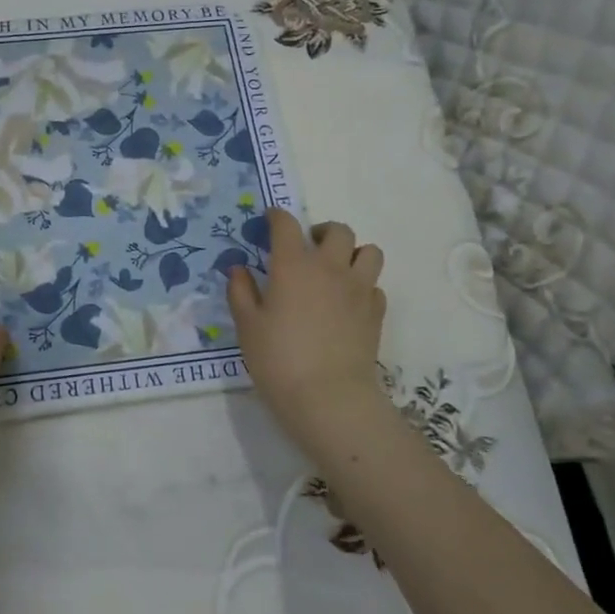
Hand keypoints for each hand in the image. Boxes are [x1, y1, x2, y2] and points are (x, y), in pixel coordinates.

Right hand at [226, 209, 388, 461]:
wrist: (328, 397)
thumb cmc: (278, 359)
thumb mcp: (247, 326)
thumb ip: (241, 292)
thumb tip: (238, 269)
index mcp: (293, 265)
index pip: (287, 225)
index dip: (277, 216)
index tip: (270, 219)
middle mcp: (330, 267)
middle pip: (338, 230)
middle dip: (322, 231)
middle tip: (308, 246)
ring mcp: (358, 288)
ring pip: (369, 252)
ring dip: (353, 253)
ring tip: (337, 269)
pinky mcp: (376, 312)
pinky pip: (375, 285)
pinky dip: (363, 285)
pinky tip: (348, 302)